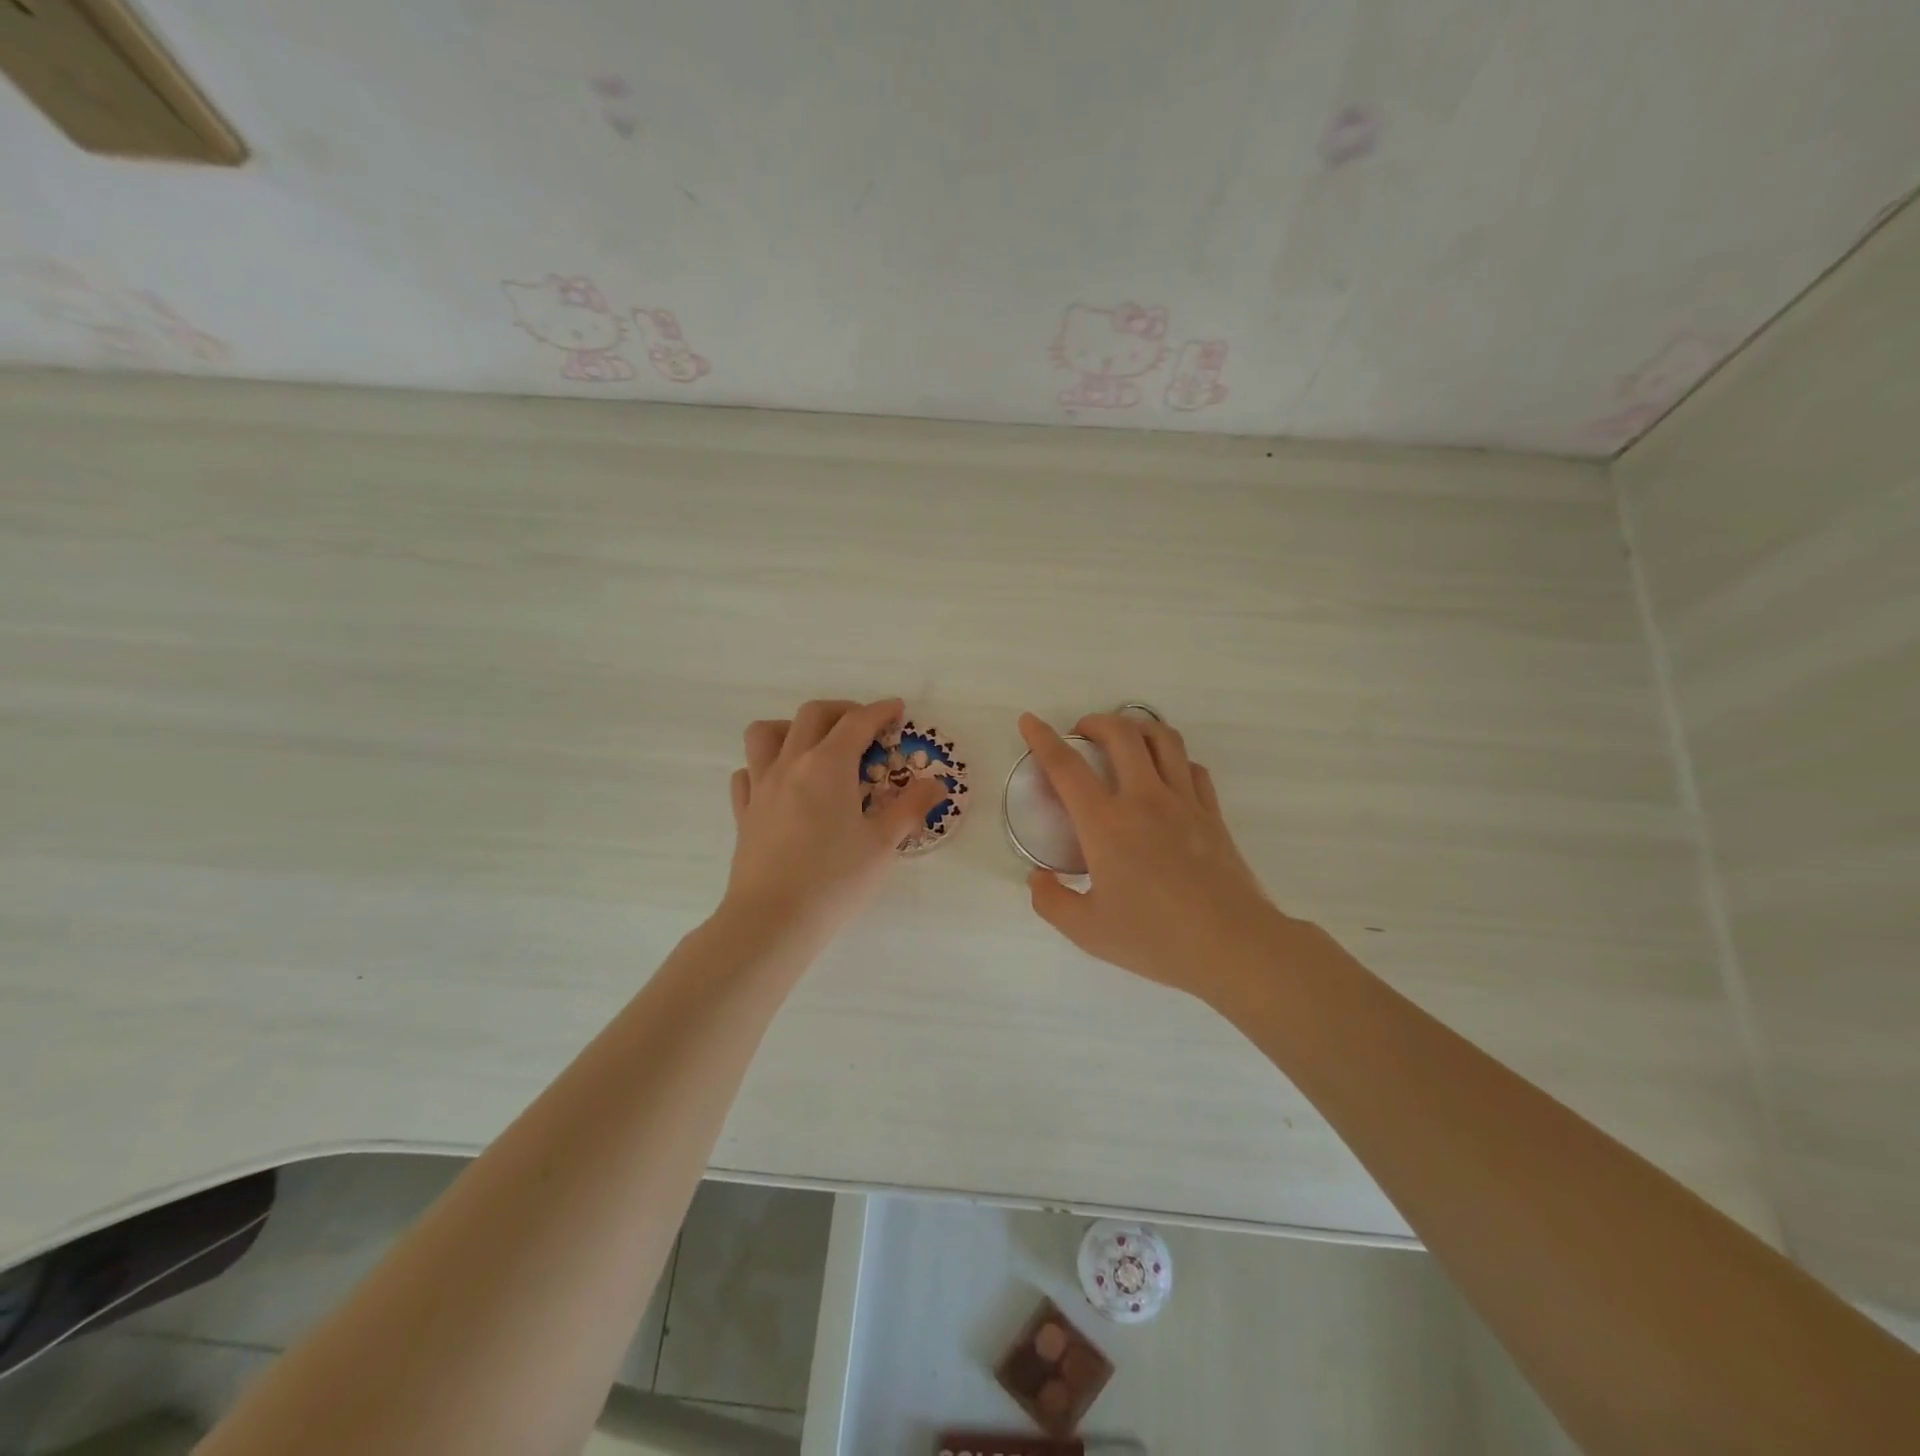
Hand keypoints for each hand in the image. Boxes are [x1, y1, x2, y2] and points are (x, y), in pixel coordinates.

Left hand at [723, 698, 945, 939]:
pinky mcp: (744, 812)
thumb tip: (937, 784)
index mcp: (828, 765)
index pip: (857, 722)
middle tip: (864, 727)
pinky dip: (764, 767)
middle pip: (812, 715)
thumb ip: (910, 807)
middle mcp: (791, 764)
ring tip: (814, 747)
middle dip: (842, 711)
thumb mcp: (883, 843)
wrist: (773, 919)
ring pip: (766, 734)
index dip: (880, 711)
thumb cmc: (835, 879)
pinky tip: (782, 785)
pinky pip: (748, 773)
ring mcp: (761, 786)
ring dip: (792, 728)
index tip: (897, 709)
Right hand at [1018, 712, 1292, 1000]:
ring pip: (1164, 739)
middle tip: (1082, 733)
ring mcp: (1184, 802)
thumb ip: (1051, 901)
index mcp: (1106, 824)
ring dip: (1138, 728)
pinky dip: (1173, 759)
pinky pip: (1192, 767)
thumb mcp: (1087, 931)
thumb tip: (1037, 878)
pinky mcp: (1212, 813)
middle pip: (1121, 734)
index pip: (1066, 767)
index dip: (1042, 739)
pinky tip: (1165, 774)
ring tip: (1124, 739)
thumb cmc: (1154, 938)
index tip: (1029, 721)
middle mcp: (1144, 799)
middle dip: (1096, 721)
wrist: (1231, 946)